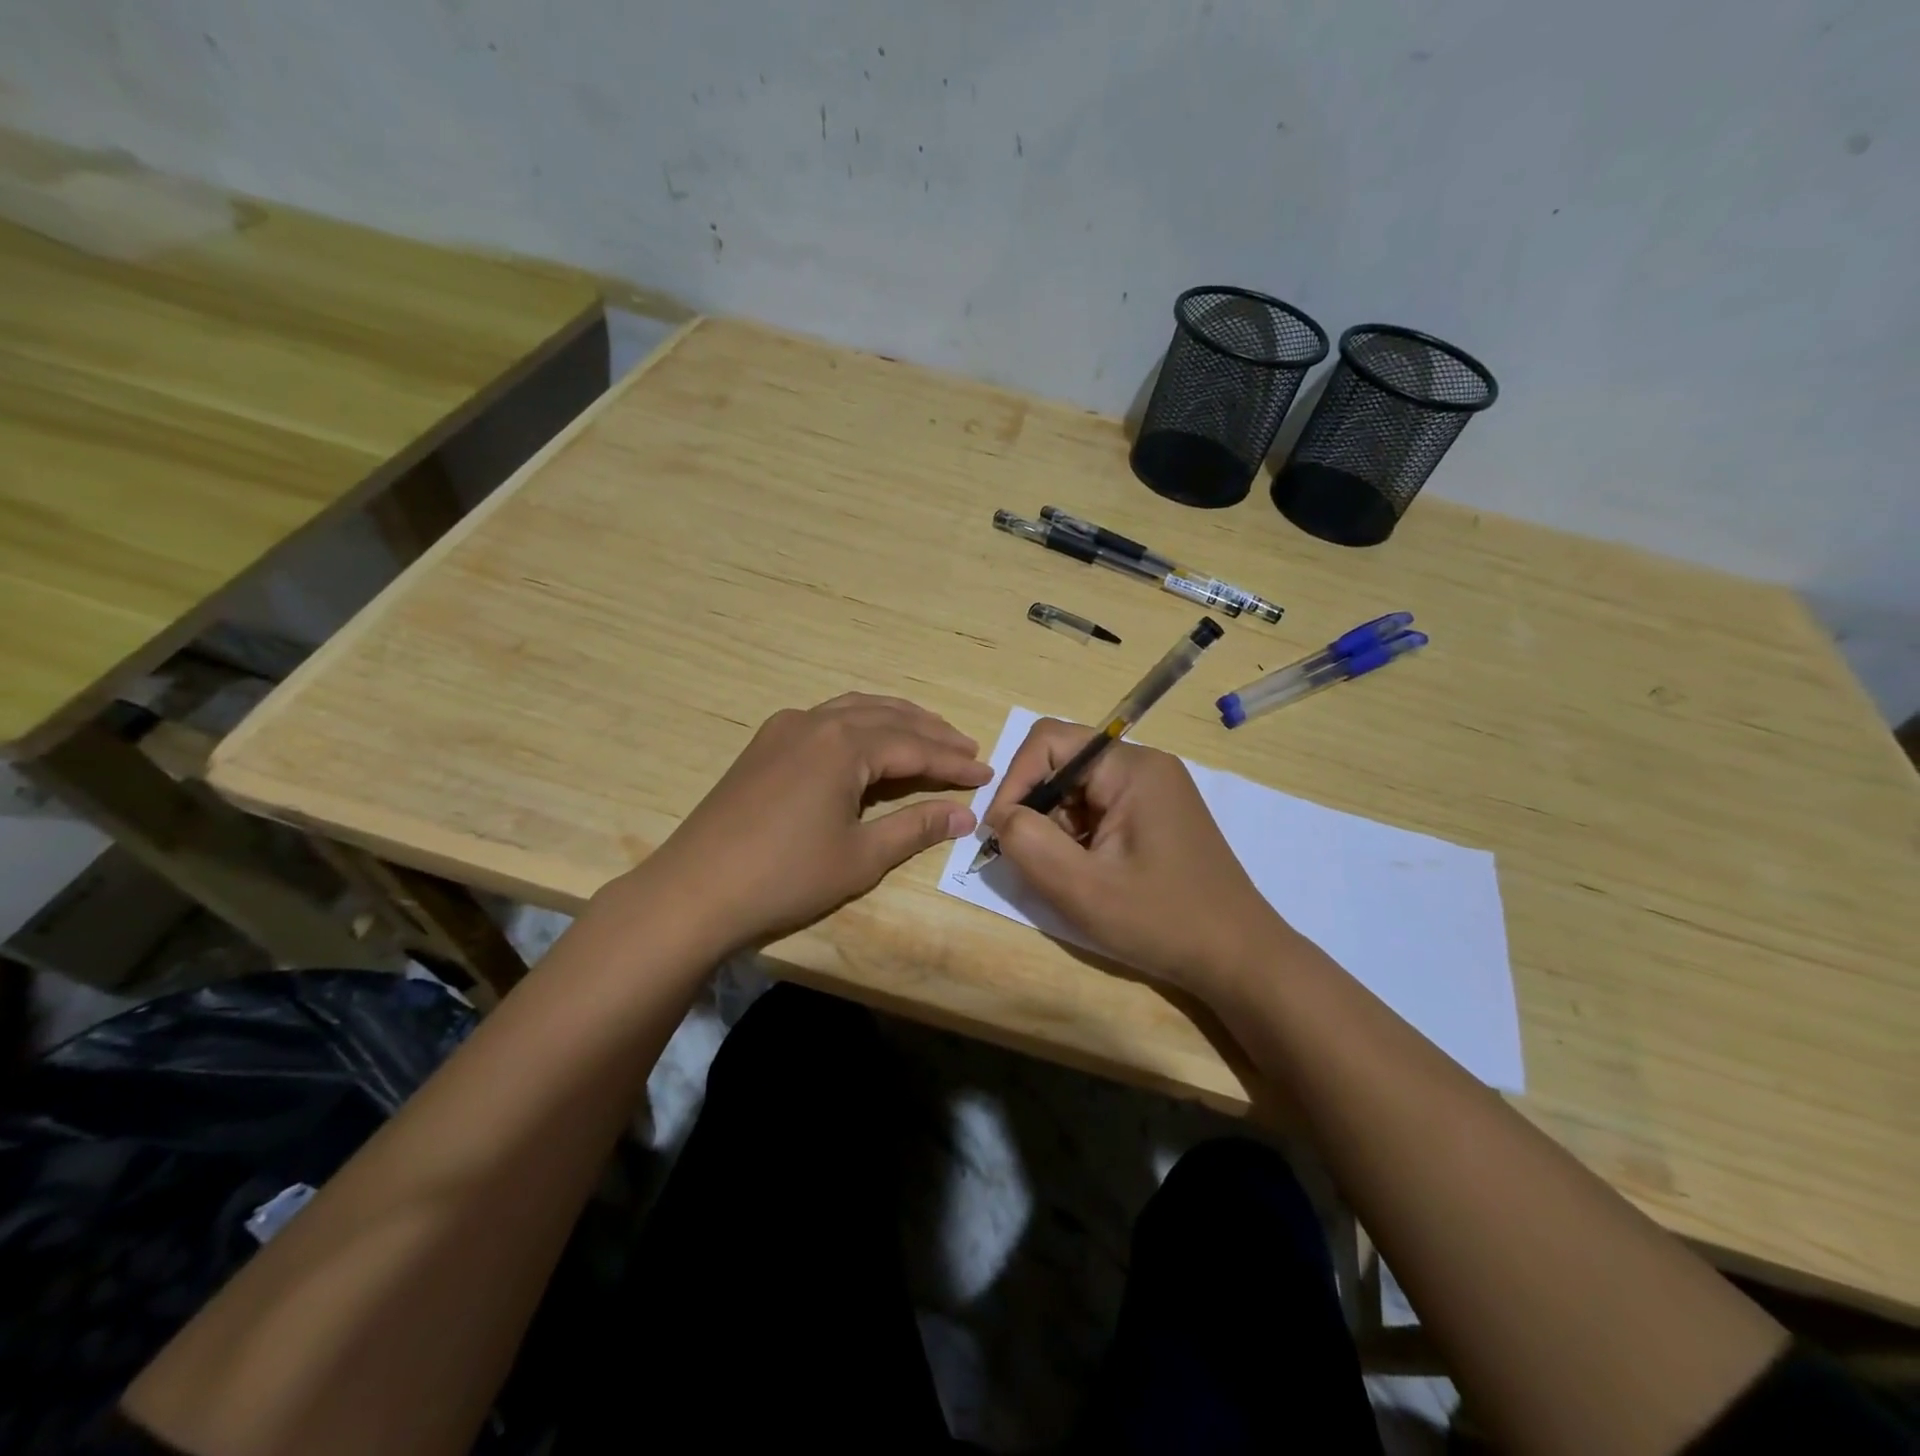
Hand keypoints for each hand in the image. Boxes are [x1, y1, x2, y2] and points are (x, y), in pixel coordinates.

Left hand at [643, 693, 991, 949]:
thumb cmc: (785, 876)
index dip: (954, 762)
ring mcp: (785, 728)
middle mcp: (816, 721)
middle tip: (967, 750)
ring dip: (896, 720)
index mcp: (843, 745)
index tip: (987, 773)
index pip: (915, 747)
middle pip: (888, 717)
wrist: (693, 891)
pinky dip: (860, 723)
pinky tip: (868, 741)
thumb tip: (966, 815)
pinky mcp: (765, 744)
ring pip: (855, 710)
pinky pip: (826, 718)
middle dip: (931, 733)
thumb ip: (916, 828)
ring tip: (928, 736)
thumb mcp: (861, 857)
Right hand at [983, 718, 1292, 998]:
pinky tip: (1087, 877)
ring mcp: (1152, 792)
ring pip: (1077, 791)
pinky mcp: (1154, 817)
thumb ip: (1029, 842)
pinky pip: (1097, 811)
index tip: (1002, 832)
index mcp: (1132, 768)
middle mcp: (1144, 767)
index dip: (1015, 780)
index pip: (1050, 741)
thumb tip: (1001, 816)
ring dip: (1056, 829)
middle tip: (1031, 861)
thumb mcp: (1083, 888)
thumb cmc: (1163, 921)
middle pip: (1063, 764)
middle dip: (1036, 809)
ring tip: (1065, 876)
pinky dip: (1077, 839)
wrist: (1239, 959)